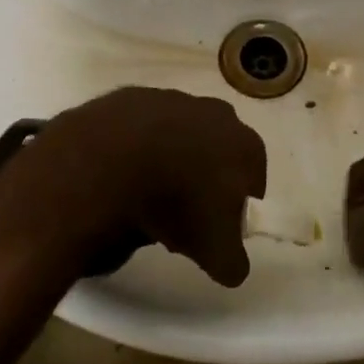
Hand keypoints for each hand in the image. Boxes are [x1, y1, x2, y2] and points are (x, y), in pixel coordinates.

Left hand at [16, 88, 266, 286]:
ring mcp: (173, 99)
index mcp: (245, 145)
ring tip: (145, 197)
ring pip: (178, 137)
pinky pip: (141, 129)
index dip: (235, 206)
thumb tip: (232, 266)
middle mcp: (216, 114)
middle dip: (202, 181)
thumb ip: (233, 262)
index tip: (213, 228)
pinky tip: (121, 173)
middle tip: (179, 216)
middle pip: (215, 153)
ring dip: (168, 162)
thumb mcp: (215, 253)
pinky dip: (135, 149)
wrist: (111, 161)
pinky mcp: (134, 97)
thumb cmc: (177, 204)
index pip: (252, 179)